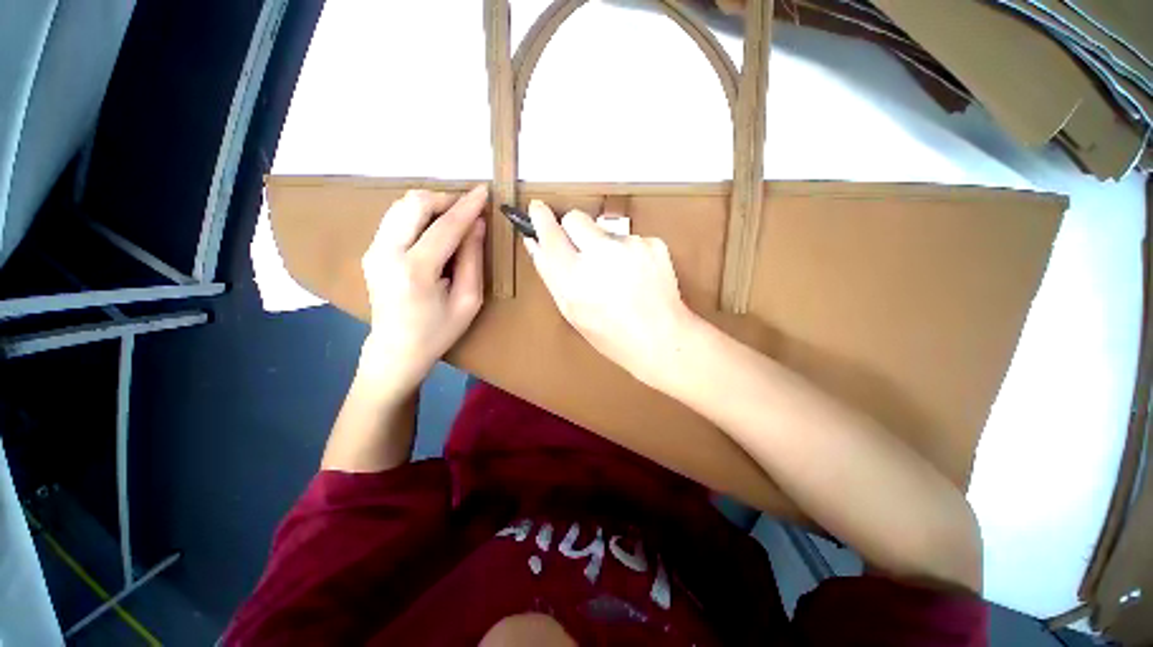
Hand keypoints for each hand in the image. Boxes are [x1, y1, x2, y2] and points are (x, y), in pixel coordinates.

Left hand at [358, 185, 487, 398]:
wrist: (396, 349)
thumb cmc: (439, 331)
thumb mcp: (469, 300)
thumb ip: (473, 259)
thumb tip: (477, 224)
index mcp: (416, 270)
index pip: (445, 226)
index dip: (468, 206)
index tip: (484, 191)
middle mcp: (386, 253)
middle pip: (414, 203)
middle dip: (445, 199)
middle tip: (468, 211)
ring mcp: (373, 250)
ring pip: (401, 206)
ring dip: (431, 206)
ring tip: (454, 221)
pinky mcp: (371, 251)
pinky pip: (396, 219)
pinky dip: (419, 216)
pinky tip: (434, 231)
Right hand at [524, 200, 698, 387]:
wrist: (661, 338)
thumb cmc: (613, 335)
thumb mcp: (572, 311)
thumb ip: (550, 274)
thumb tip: (535, 243)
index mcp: (574, 278)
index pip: (550, 233)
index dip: (541, 219)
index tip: (537, 209)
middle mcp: (600, 256)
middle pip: (575, 218)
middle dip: (573, 229)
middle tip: (582, 252)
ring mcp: (630, 246)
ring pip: (604, 229)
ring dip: (603, 245)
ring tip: (615, 275)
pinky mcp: (652, 243)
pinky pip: (629, 238)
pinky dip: (627, 252)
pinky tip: (634, 275)